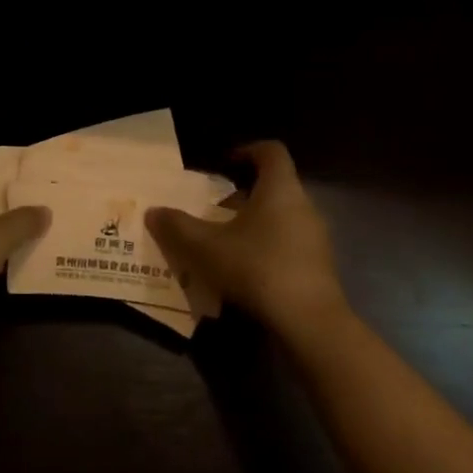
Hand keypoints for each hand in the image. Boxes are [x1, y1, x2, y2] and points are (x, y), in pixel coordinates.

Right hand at [146, 141, 349, 342]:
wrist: (309, 322)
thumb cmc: (257, 268)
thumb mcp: (206, 247)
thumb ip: (178, 226)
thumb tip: (153, 211)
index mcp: (280, 189)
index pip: (271, 152)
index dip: (247, 150)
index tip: (224, 163)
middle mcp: (304, 205)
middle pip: (275, 186)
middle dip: (243, 194)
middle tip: (215, 208)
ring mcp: (316, 237)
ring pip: (282, 217)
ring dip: (254, 223)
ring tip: (225, 241)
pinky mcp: (319, 266)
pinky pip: (290, 243)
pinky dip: (267, 247)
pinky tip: (245, 270)